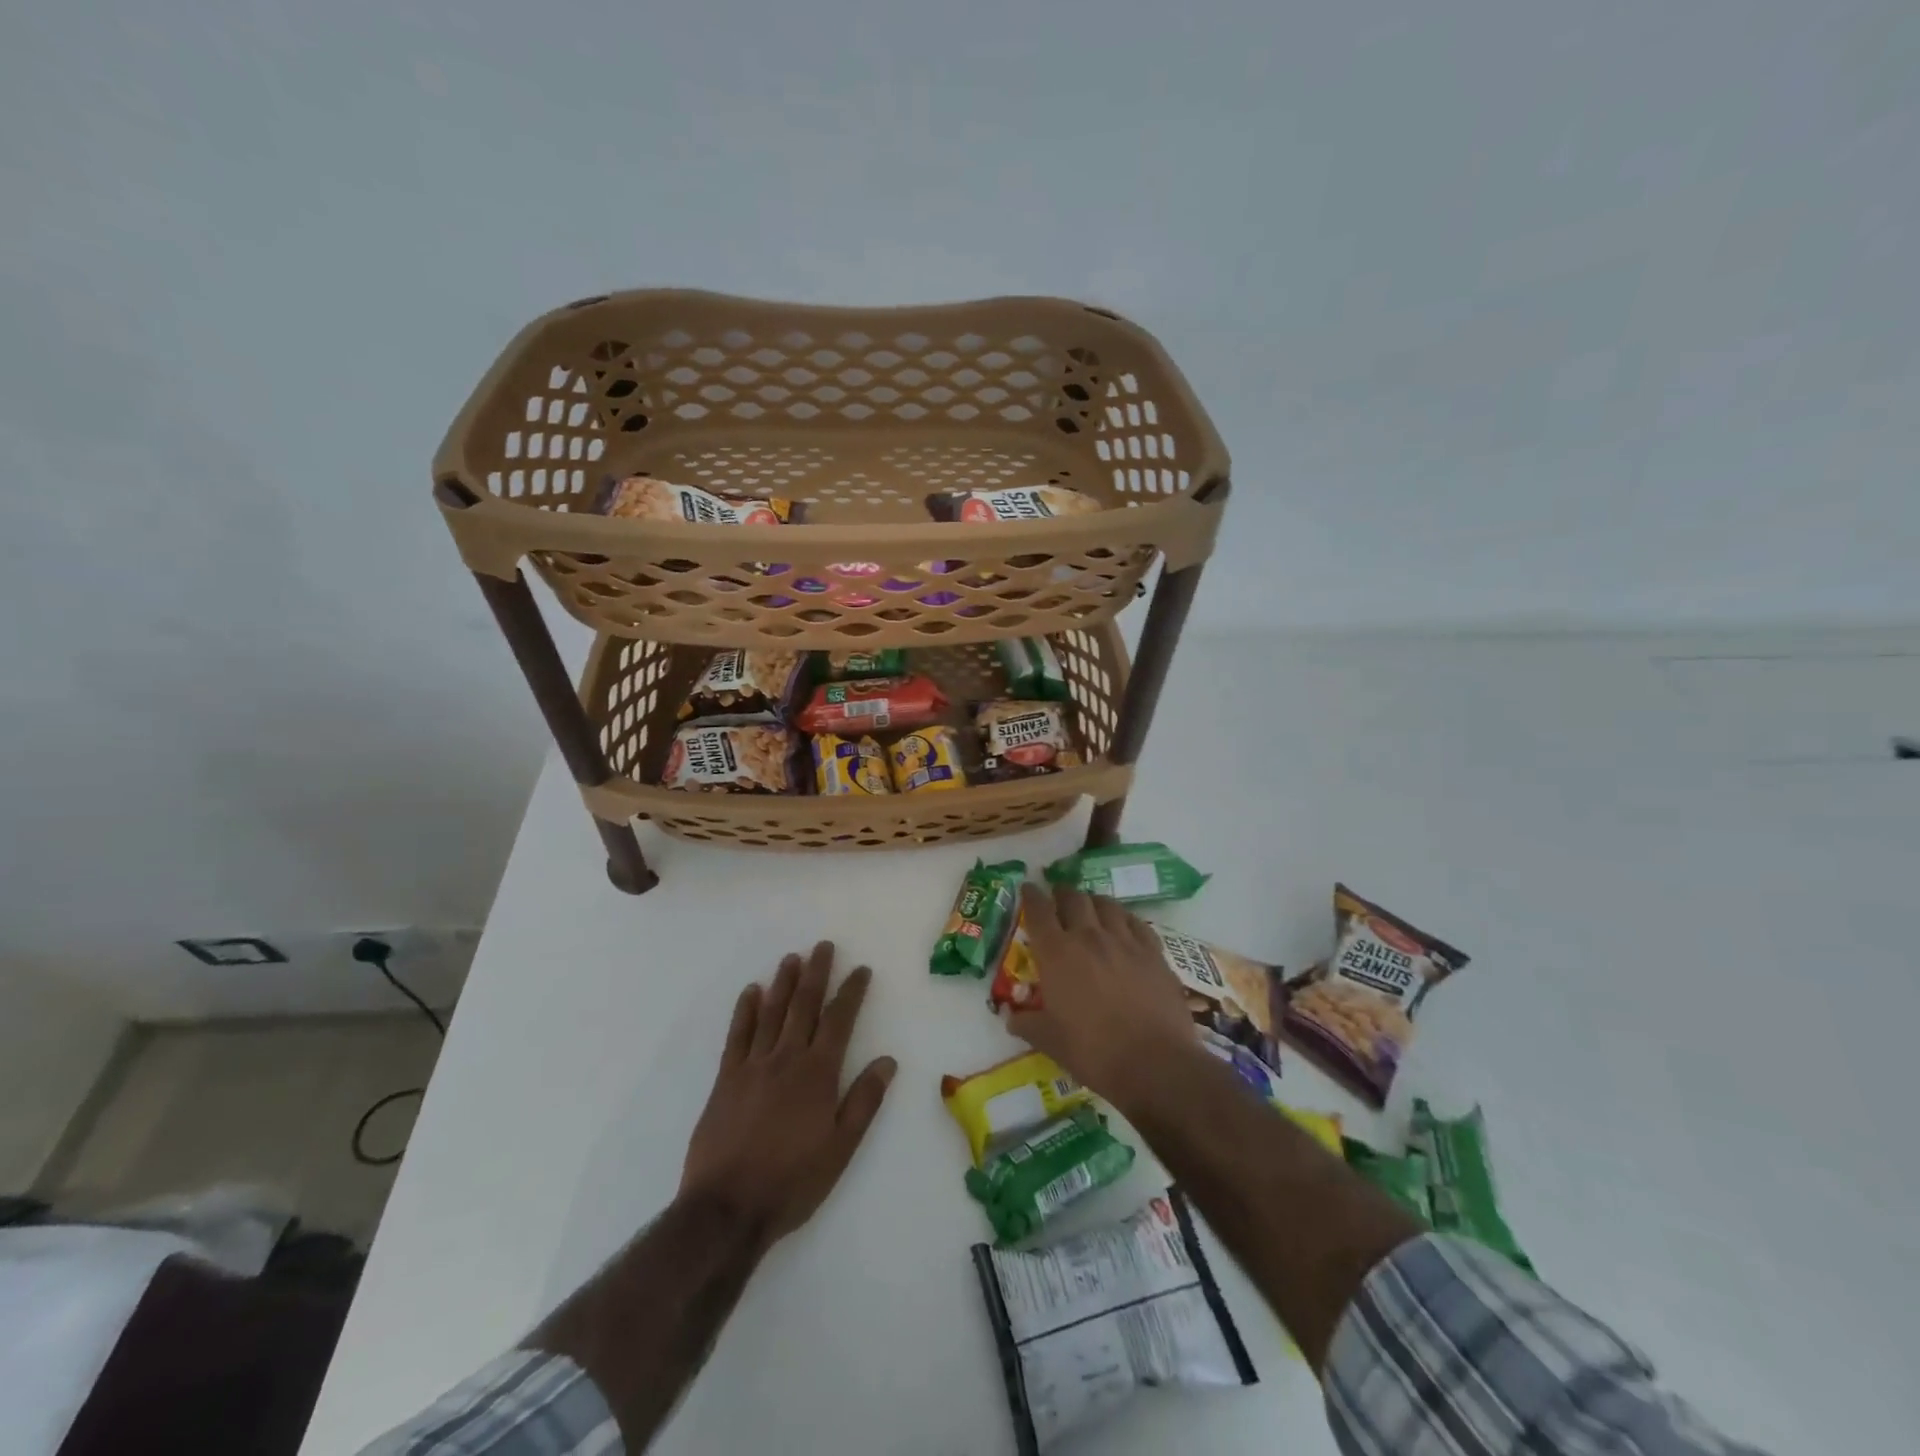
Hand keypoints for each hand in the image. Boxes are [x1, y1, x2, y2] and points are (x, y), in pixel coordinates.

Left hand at [680, 942, 896, 1246]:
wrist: (727, 1209)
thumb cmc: (792, 1181)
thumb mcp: (840, 1149)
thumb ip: (864, 1101)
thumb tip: (887, 1061)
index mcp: (818, 1074)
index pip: (839, 1020)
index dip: (851, 992)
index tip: (860, 970)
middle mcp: (787, 1059)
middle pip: (804, 1006)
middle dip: (816, 973)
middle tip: (823, 946)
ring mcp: (753, 1066)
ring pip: (771, 1013)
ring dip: (783, 983)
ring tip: (792, 958)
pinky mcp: (725, 1079)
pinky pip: (737, 1035)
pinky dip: (744, 1011)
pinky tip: (751, 992)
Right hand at [1006, 883, 1195, 1106]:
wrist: (1155, 1063)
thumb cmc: (1094, 1053)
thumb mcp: (1050, 1042)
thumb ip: (1028, 1025)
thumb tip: (1011, 1018)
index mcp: (1057, 954)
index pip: (1038, 912)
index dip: (1031, 896)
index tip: (1028, 888)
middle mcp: (1089, 937)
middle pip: (1073, 899)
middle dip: (1062, 893)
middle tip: (1058, 897)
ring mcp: (1124, 941)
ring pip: (1106, 904)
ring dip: (1093, 902)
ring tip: (1090, 907)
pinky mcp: (1153, 952)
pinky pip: (1136, 922)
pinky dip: (1124, 918)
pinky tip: (1125, 926)